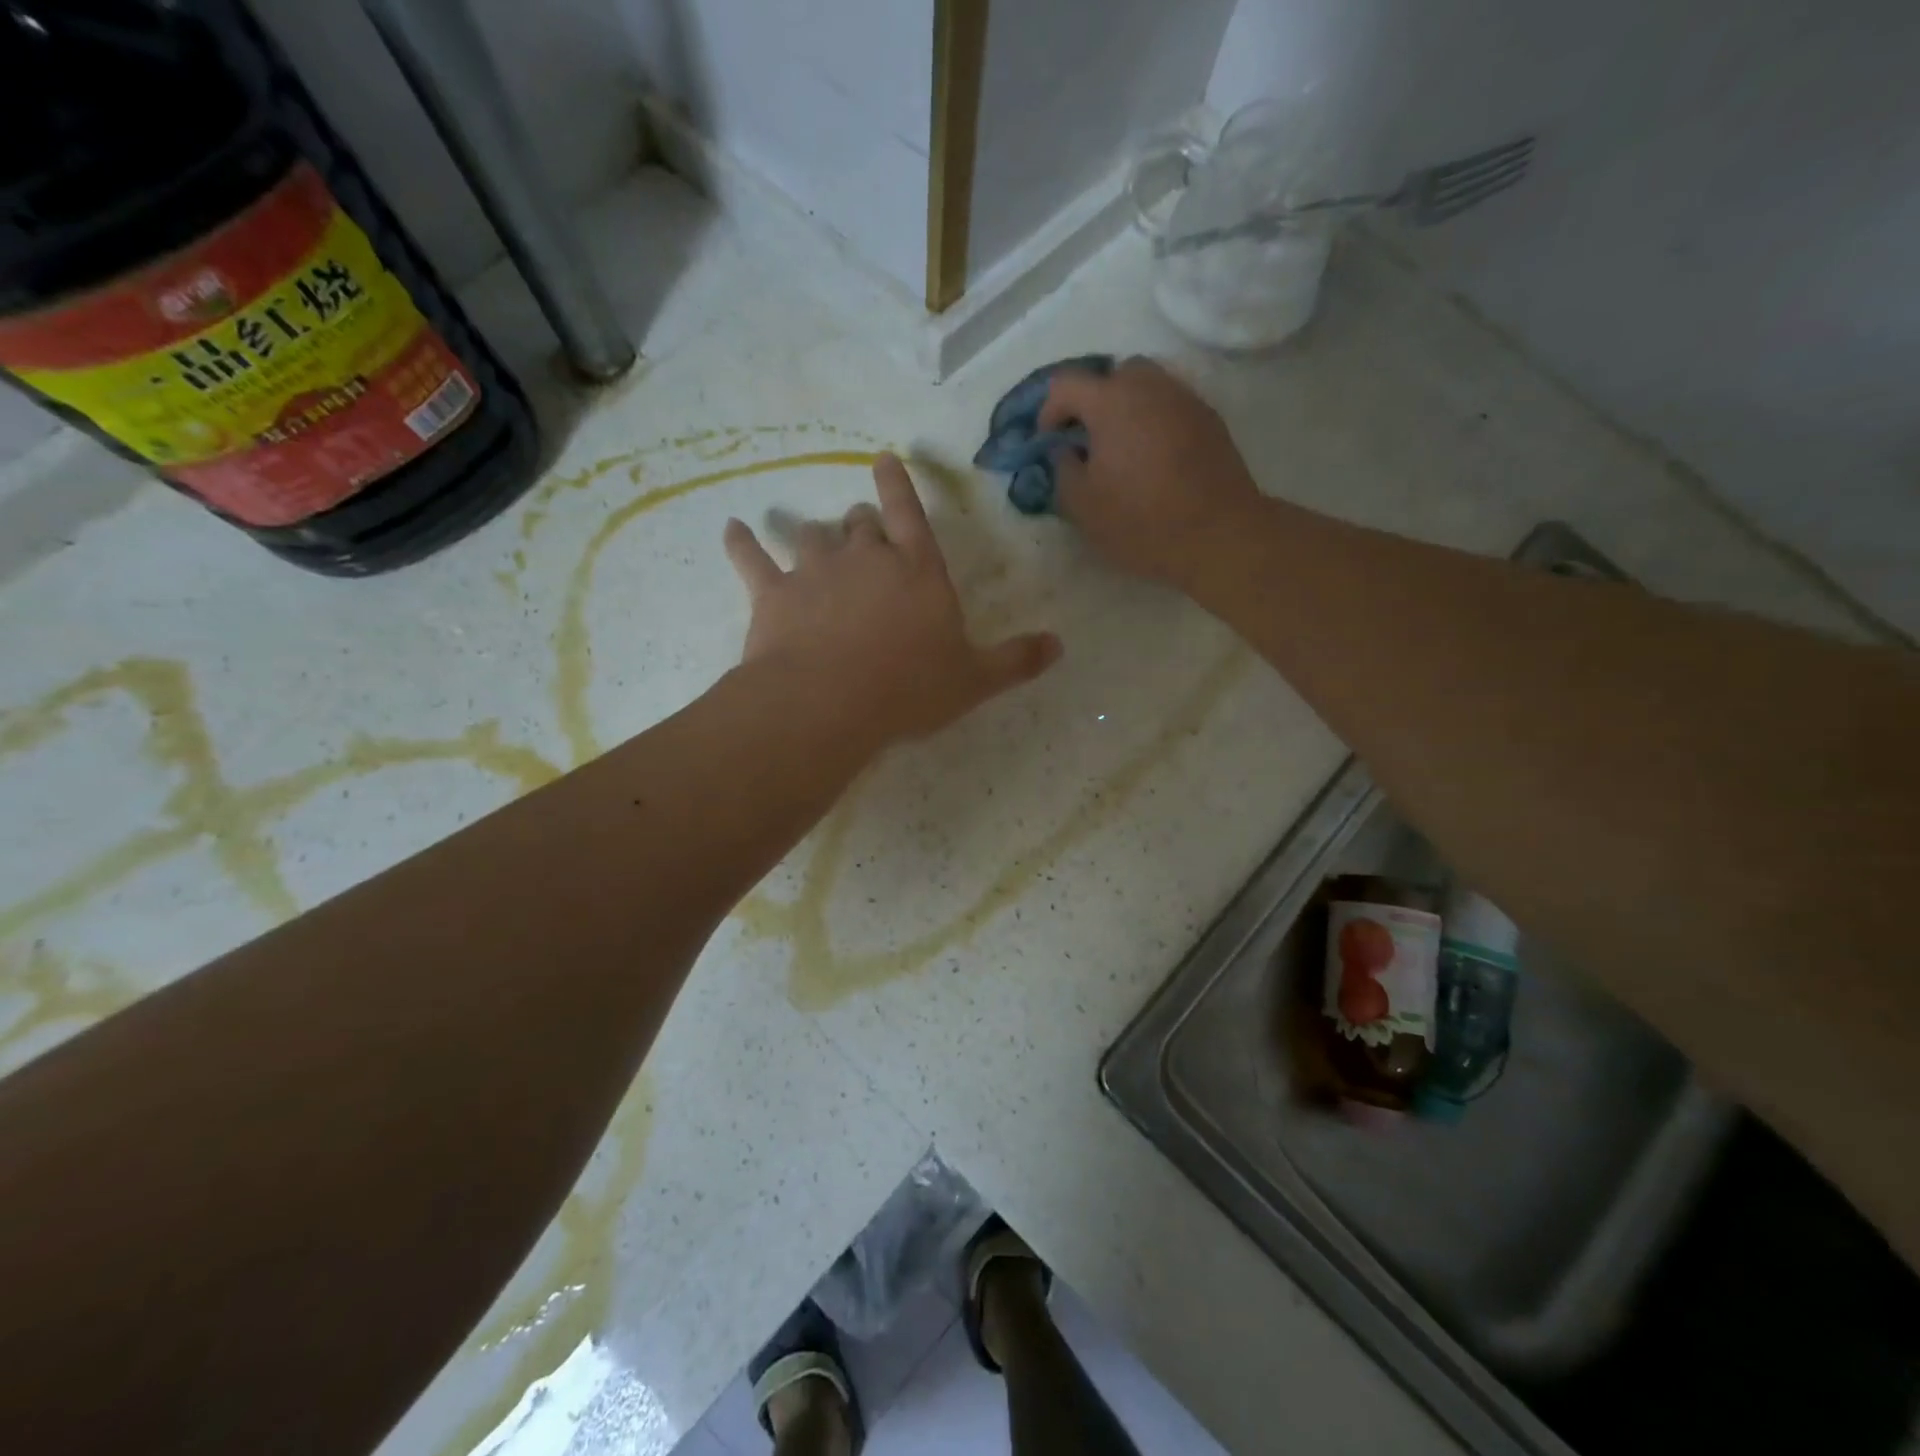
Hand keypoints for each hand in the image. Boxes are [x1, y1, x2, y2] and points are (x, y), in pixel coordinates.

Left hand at [723, 453, 1060, 749]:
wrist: (831, 702)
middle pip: (860, 525)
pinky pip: (751, 557)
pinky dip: (742, 542)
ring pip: (812, 536)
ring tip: (811, 539)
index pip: (910, 514)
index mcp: (918, 571)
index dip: (897, 484)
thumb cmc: (909, 688)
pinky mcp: (772, 593)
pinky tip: (732, 529)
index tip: (883, 459)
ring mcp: (815, 571)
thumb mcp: (974, 680)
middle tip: (859, 529)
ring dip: (814, 536)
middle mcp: (866, 558)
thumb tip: (1059, 646)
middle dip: (860, 523)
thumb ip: (1016, 660)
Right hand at [1039, 356, 1263, 587]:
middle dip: (1095, 400)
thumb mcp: (1082, 506)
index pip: (1067, 385)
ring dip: (1128, 409)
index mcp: (1112, 402)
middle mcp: (1150, 387)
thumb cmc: (1140, 521)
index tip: (1048, 442)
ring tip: (1122, 449)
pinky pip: (1172, 407)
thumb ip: (1063, 470)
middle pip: (1114, 375)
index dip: (1049, 410)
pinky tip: (1154, 459)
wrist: (1217, 534)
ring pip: (1148, 387)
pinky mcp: (1210, 421)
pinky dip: (1155, 422)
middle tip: (1088, 438)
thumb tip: (1067, 450)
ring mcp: (1185, 400)